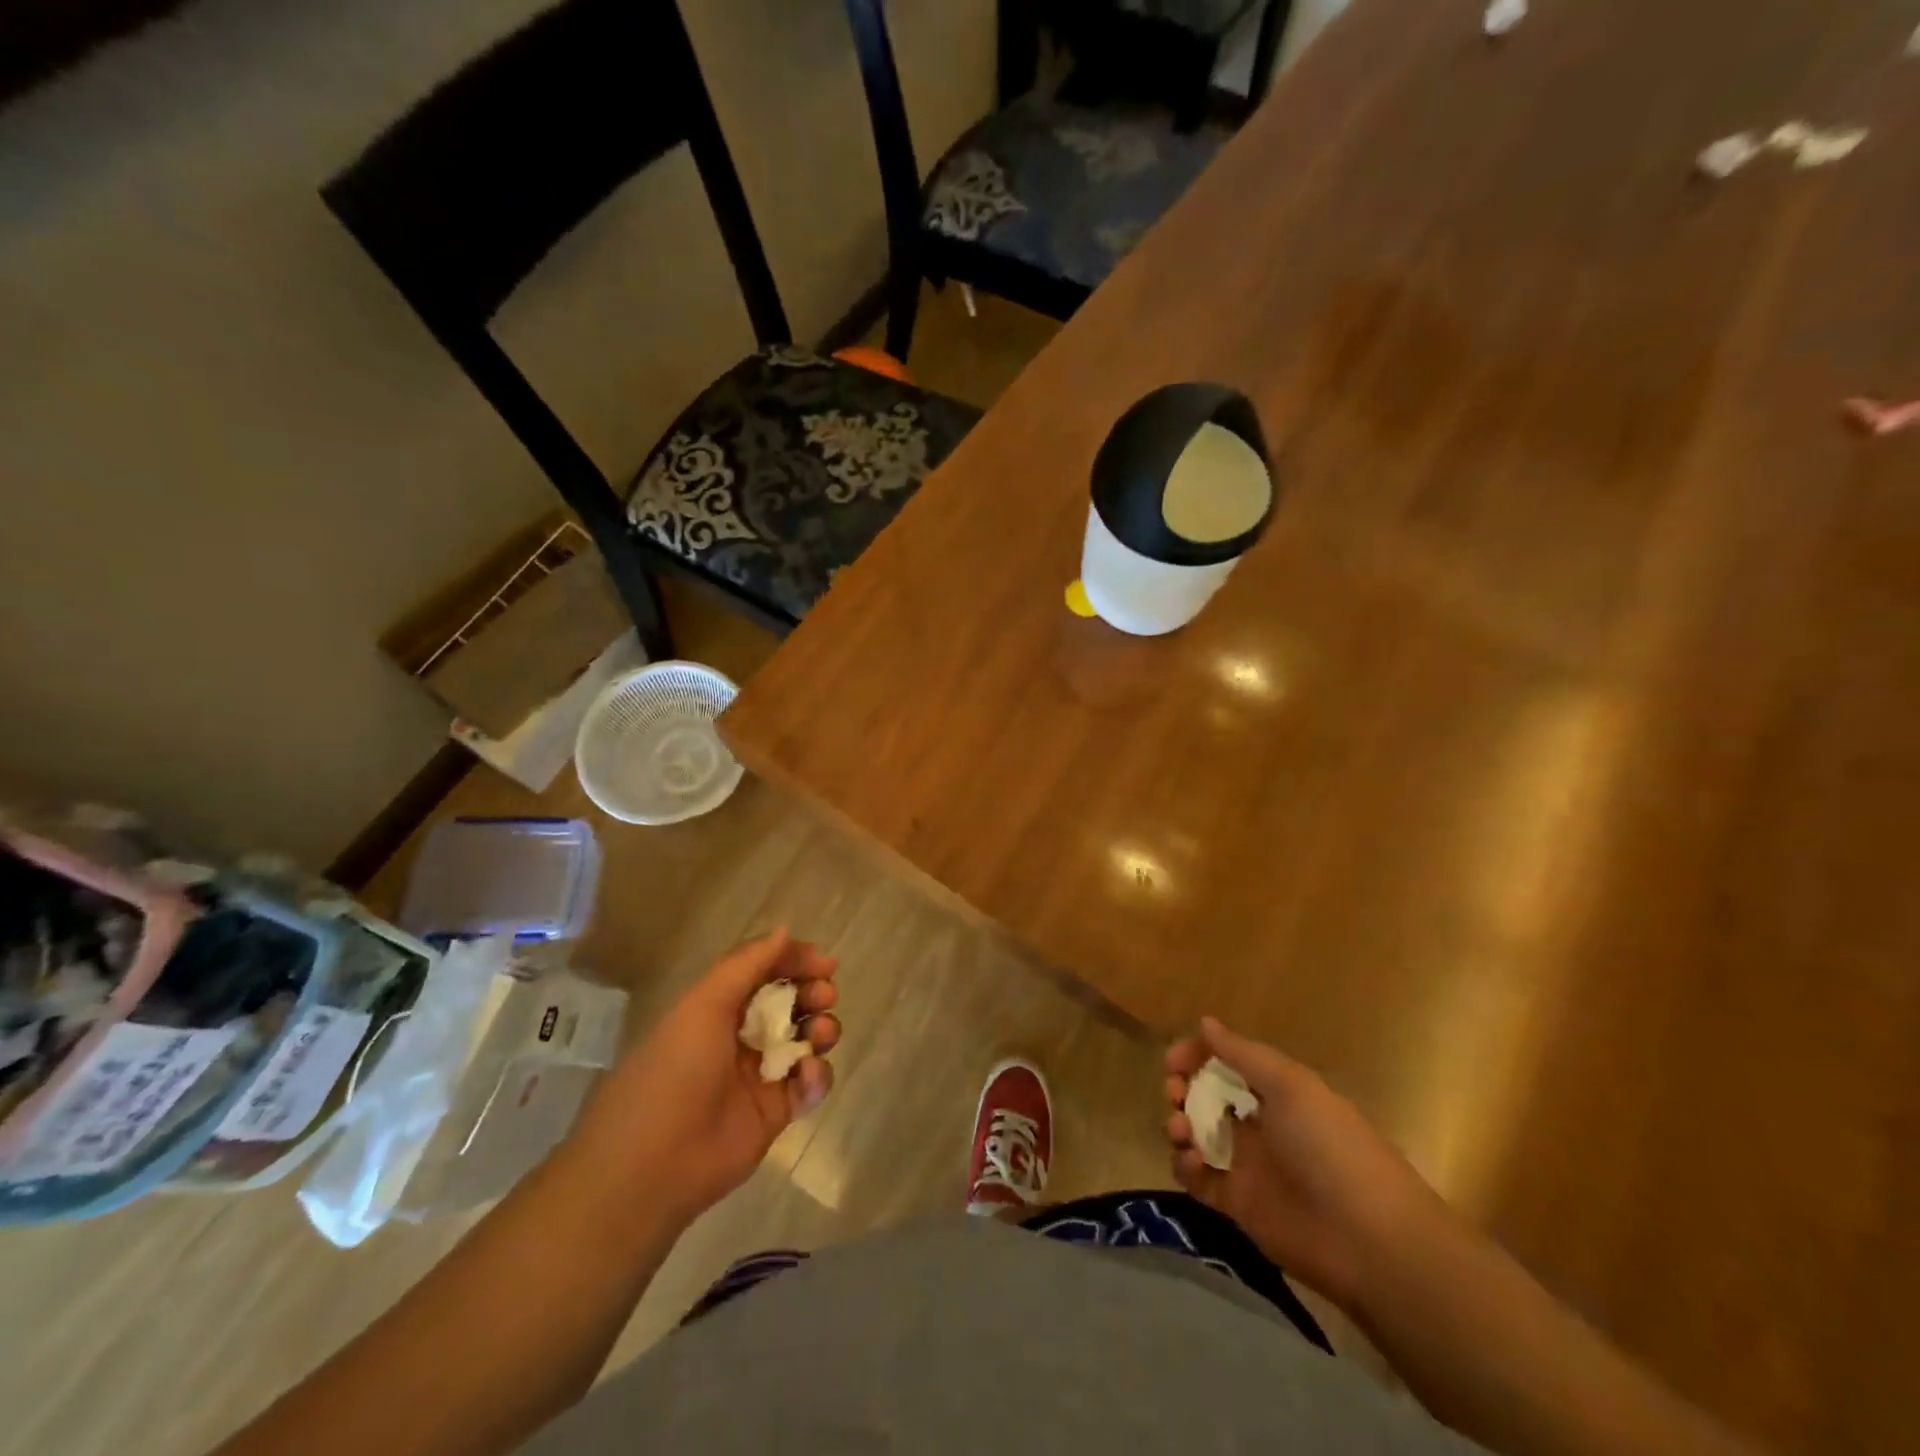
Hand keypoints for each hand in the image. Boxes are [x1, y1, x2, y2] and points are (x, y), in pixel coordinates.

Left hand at [568, 929, 840, 1231]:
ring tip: (821, 1034)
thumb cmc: (675, 1070)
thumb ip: (747, 963)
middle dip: (813, 993)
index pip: (765, 972)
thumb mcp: (704, 1004)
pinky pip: (810, 1085)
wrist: (652, 1164)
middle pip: (791, 1003)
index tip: (824, 963)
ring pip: (806, 1040)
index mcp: (718, 1007)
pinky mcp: (776, 1113)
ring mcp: (760, 1075)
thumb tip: (785, 930)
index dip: (794, 962)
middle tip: (824, 996)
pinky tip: (807, 1077)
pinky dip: (817, 1076)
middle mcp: (740, 1036)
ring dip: (822, 1029)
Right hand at [1164, 1018, 1451, 1314]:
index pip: (1228, 1063)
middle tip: (1174, 1093)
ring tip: (1181, 1130)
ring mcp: (1248, 1165)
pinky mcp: (1237, 1205)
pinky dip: (1185, 1166)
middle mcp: (1260, 1124)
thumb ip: (1243, 1054)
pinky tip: (1192, 1163)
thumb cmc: (1330, 1146)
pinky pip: (1198, 1179)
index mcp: (1277, 1092)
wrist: (1368, 1240)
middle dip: (1182, 1089)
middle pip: (1206, 1097)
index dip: (1199, 1056)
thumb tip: (1205, 1022)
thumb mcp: (1290, 1085)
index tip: (1174, 1061)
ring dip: (1179, 1125)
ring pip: (1197, 1135)